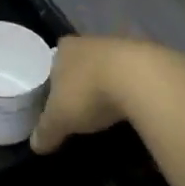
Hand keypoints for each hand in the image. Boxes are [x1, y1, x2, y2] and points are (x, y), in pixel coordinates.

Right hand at [29, 36, 171, 154]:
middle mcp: (91, 40)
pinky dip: (131, 88)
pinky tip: (132, 105)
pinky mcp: (149, 56)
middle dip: (81, 81)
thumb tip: (36, 145)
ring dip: (108, 83)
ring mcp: (122, 45)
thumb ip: (45, 131)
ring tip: (108, 108)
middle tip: (81, 106)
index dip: (53, 79)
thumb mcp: (59, 120)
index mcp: (65, 48)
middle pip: (82, 62)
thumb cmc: (88, 93)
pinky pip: (133, 74)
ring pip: (109, 66)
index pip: (53, 60)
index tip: (56, 99)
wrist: (141, 79)